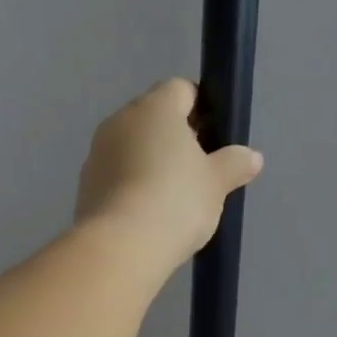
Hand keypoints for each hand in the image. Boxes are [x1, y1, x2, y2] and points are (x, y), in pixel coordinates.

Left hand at [74, 79, 261, 272]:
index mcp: (154, 107)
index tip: (214, 138)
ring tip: (171, 199)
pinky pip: (115, 175)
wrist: (120, 247)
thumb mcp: (216, 183)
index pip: (181, 89)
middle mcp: (119, 121)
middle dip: (175, 138)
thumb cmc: (175, 201)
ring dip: (150, 163)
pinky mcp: (84, 186)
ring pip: (131, 147)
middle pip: (153, 118)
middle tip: (197, 172)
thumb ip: (234, 164)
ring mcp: (96, 153)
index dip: (201, 108)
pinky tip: (146, 214)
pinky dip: (131, 186)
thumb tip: (251, 156)